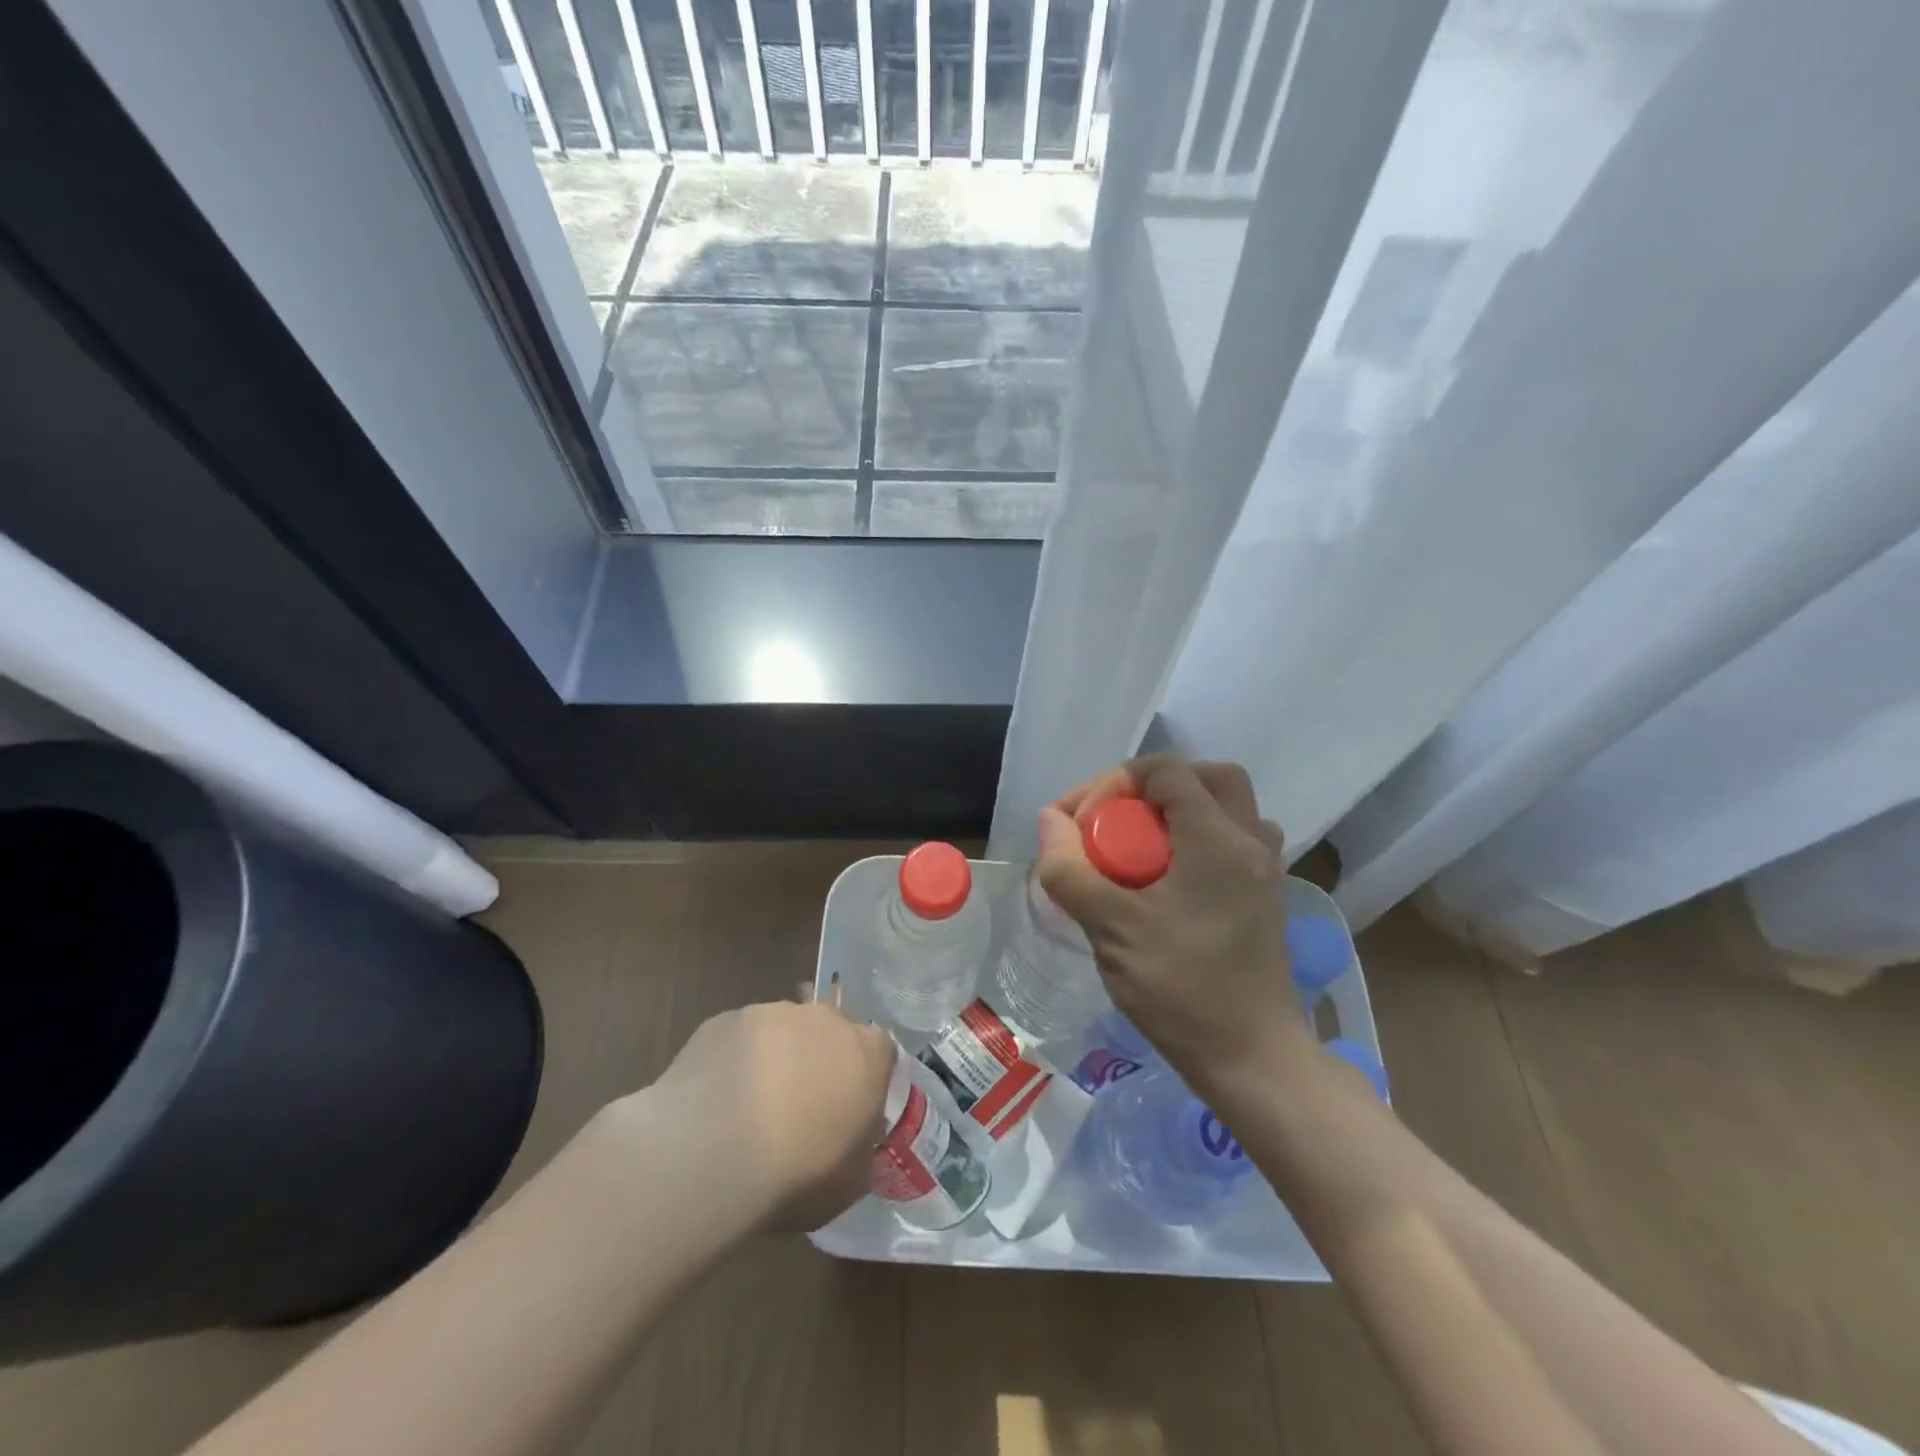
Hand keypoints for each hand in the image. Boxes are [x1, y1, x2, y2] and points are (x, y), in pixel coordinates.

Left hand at [647, 1000, 894, 1233]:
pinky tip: (717, 1101)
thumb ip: (862, 1146)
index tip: (850, 1108)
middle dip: (818, 1060)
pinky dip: (734, 1062)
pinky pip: (738, 1039)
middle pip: (829, 1032)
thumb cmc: (798, 1172)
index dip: (865, 1078)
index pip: (880, 1051)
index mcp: (867, 1052)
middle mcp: (824, 1018)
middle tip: (800, 1106)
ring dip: (775, 1058)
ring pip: (781, 1031)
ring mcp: (771, 1013)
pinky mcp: (724, 1020)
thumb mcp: (852, 1180)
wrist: (713, 1154)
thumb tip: (855, 1140)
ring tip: (750, 1108)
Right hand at [1036, 756, 1311, 1097]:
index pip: (1165, 771)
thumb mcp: (1111, 928)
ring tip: (1138, 844)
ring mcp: (1265, 869)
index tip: (1081, 825)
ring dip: (1178, 811)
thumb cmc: (1181, 989)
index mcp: (1218, 838)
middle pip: (1204, 777)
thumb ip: (1071, 870)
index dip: (1113, 783)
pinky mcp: (1264, 895)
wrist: (1253, 1060)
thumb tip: (1050, 821)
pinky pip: (1231, 839)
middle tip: (1114, 822)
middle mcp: (1250, 841)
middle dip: (1151, 788)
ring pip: (1223, 806)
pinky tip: (1166, 877)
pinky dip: (1196, 838)